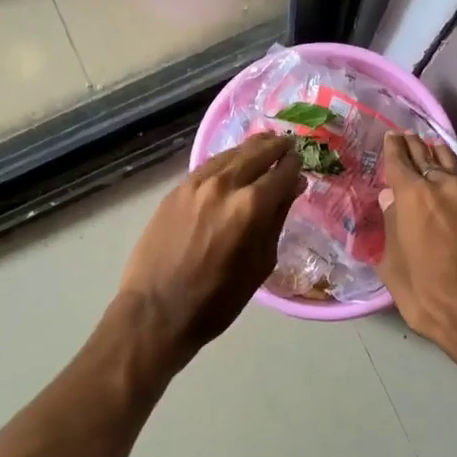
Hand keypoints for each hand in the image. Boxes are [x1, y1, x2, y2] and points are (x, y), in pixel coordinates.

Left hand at [113, 134, 303, 368]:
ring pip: (231, 153)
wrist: (156, 310)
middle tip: (287, 145)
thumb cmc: (217, 299)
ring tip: (264, 147)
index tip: (300, 163)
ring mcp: (197, 183)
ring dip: (251, 148)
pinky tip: (233, 162)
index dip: (295, 165)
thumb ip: (278, 219)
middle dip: (276, 147)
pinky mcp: (177, 188)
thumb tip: (293, 186)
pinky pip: (209, 165)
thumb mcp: (261, 263)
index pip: (282, 172)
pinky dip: (227, 159)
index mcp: (251, 206)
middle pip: (257, 152)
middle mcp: (225, 184)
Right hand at [375, 133, 456, 378]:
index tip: (391, 137)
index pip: (399, 160)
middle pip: (428, 155)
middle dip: (415, 146)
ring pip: (455, 165)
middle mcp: (447, 184)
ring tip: (433, 152)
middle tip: (408, 138)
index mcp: (415, 196)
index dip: (392, 147)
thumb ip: (390, 229)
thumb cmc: (434, 299)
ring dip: (440, 157)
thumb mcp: (395, 271)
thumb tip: (391, 201)